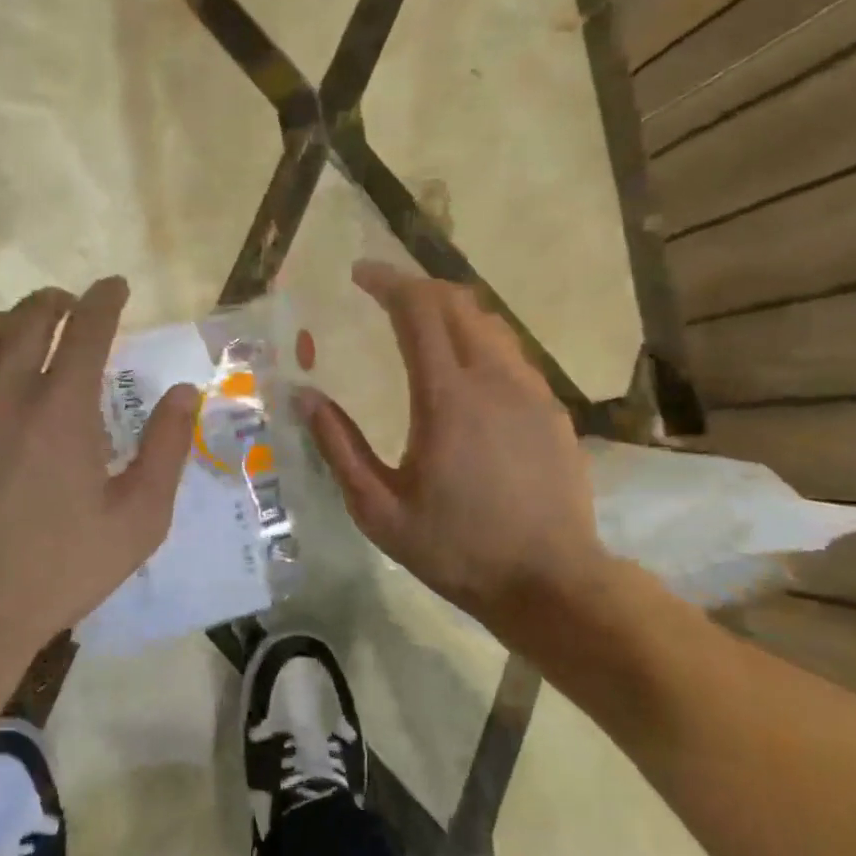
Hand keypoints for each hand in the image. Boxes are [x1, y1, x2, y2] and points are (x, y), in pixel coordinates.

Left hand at [0, 276, 198, 682]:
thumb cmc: (55, 571)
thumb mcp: (137, 521)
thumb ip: (166, 449)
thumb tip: (183, 393)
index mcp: (62, 406)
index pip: (88, 325)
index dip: (106, 298)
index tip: (116, 287)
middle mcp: (3, 389)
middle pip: (29, 316)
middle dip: (58, 301)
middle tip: (72, 306)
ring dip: (10, 321)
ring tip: (24, 331)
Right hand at [299, 261, 614, 660]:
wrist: (551, 582)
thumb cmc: (456, 549)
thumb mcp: (379, 509)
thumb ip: (339, 446)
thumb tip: (304, 396)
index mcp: (446, 397)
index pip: (418, 310)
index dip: (387, 282)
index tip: (360, 274)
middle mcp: (493, 379)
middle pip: (457, 303)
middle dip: (417, 287)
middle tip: (383, 294)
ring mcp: (531, 391)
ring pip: (489, 323)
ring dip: (450, 310)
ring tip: (419, 323)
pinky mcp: (552, 409)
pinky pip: (510, 353)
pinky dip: (478, 340)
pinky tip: (463, 369)